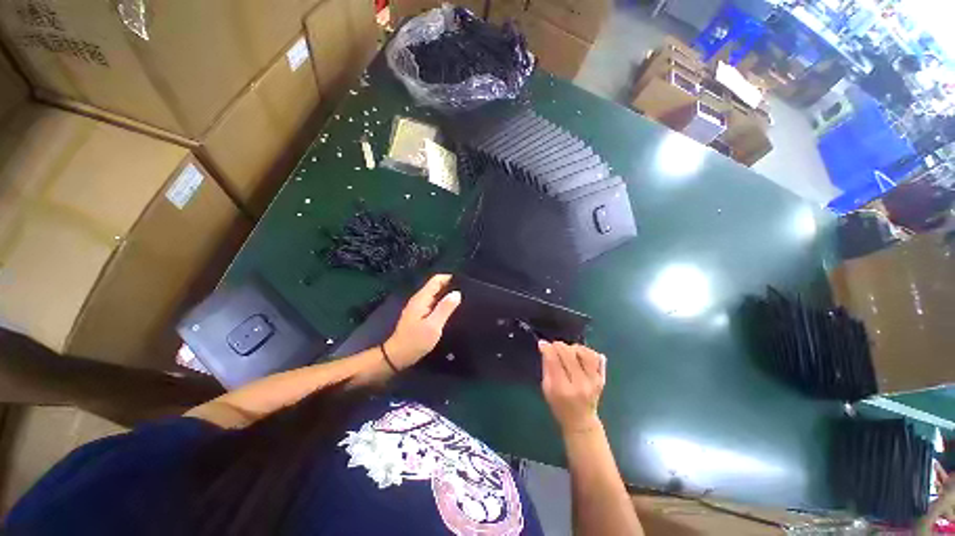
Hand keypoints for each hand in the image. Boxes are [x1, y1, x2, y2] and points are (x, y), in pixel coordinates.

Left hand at [384, 274, 461, 369]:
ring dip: (448, 296)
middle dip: (451, 287)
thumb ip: (445, 308)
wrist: (397, 356)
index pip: (437, 279)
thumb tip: (457, 293)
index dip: (451, 278)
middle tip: (467, 294)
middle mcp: (419, 299)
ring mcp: (419, 307)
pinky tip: (452, 311)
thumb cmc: (415, 341)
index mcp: (422, 298)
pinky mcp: (419, 315)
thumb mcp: (433, 326)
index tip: (465, 283)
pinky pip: (434, 304)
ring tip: (463, 301)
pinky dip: (443, 304)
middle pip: (437, 286)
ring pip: (436, 295)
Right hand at [540, 341, 605, 434]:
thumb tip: (544, 346)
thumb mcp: (546, 388)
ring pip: (585, 353)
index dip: (547, 349)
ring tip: (568, 351)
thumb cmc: (559, 405)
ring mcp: (593, 381)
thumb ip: (547, 366)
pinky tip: (579, 355)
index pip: (554, 361)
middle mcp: (580, 384)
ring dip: (574, 348)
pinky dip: (586, 351)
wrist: (581, 421)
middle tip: (554, 346)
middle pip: (569, 355)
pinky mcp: (601, 378)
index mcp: (562, 389)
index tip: (542, 343)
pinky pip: (595, 357)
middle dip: (559, 346)